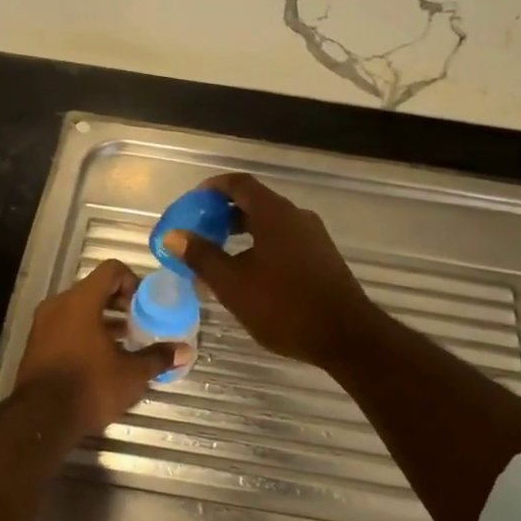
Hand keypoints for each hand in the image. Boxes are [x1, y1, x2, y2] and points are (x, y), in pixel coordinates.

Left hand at [14, 260, 181, 436]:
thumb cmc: (89, 386)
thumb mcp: (131, 374)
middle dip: (119, 303)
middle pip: (94, 288)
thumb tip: (185, 351)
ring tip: (124, 343)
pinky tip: (101, 358)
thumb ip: (158, 357)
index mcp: (81, 301)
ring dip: (102, 320)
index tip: (145, 305)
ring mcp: (43, 325)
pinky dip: (84, 333)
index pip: (111, 270)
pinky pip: (65, 326)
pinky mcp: (36, 345)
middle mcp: (58, 305)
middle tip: (139, 324)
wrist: (40, 419)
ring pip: (78, 309)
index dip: (133, 282)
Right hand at [162, 173, 378, 367]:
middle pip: (255, 203)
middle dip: (223, 215)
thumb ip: (202, 257)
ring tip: (218, 259)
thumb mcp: (233, 284)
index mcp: (275, 214)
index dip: (212, 188)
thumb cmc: (284, 306)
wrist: (346, 336)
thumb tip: (174, 235)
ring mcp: (313, 238)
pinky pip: (284, 242)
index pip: (239, 184)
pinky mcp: (322, 259)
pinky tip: (248, 277)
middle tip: (198, 233)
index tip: (191, 203)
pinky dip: (260, 248)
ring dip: (241, 235)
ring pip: (269, 225)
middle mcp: (296, 217)